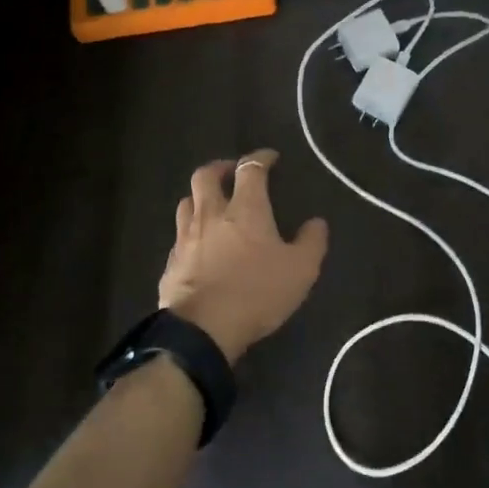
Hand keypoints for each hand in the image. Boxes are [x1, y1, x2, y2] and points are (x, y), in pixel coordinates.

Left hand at [158, 150, 329, 363]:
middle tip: (231, 172)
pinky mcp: (171, 262)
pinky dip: (190, 231)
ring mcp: (186, 237)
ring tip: (211, 204)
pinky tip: (199, 245)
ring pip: (186, 202)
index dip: (260, 158)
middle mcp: (211, 214)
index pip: (251, 169)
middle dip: (220, 167)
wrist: (203, 329)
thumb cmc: (256, 292)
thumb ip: (311, 242)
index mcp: (245, 209)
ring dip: (199, 197)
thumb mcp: (300, 270)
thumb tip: (317, 222)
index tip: (270, 158)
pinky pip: (179, 236)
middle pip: (206, 175)